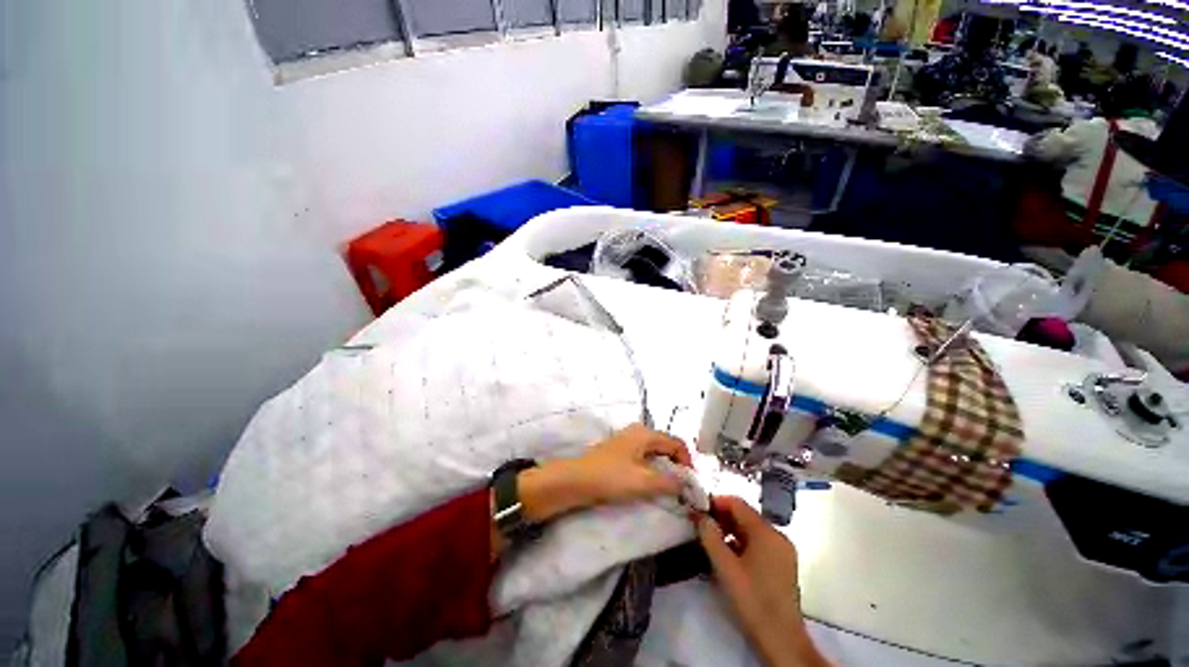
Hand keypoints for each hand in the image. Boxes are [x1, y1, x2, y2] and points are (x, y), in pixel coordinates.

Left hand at [518, 424, 691, 522]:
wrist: (576, 480)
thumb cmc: (611, 477)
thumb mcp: (644, 482)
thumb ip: (670, 482)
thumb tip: (688, 484)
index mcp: (645, 433)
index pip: (676, 443)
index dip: (688, 462)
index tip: (691, 484)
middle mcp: (638, 431)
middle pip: (666, 445)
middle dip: (677, 464)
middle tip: (682, 487)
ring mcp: (627, 440)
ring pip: (655, 451)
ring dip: (665, 467)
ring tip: (668, 487)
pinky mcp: (620, 451)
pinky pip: (644, 456)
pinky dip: (652, 468)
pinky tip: (650, 482)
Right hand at [697, 496, 828, 666]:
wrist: (781, 641)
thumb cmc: (752, 600)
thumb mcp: (725, 567)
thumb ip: (710, 536)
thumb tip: (699, 514)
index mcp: (767, 532)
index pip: (737, 503)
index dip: (715, 502)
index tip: (696, 509)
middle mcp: (777, 536)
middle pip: (745, 516)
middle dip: (721, 517)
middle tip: (700, 524)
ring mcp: (782, 551)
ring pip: (750, 530)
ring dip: (729, 530)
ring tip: (709, 539)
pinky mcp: (782, 565)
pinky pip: (757, 544)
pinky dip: (740, 543)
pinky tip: (726, 555)